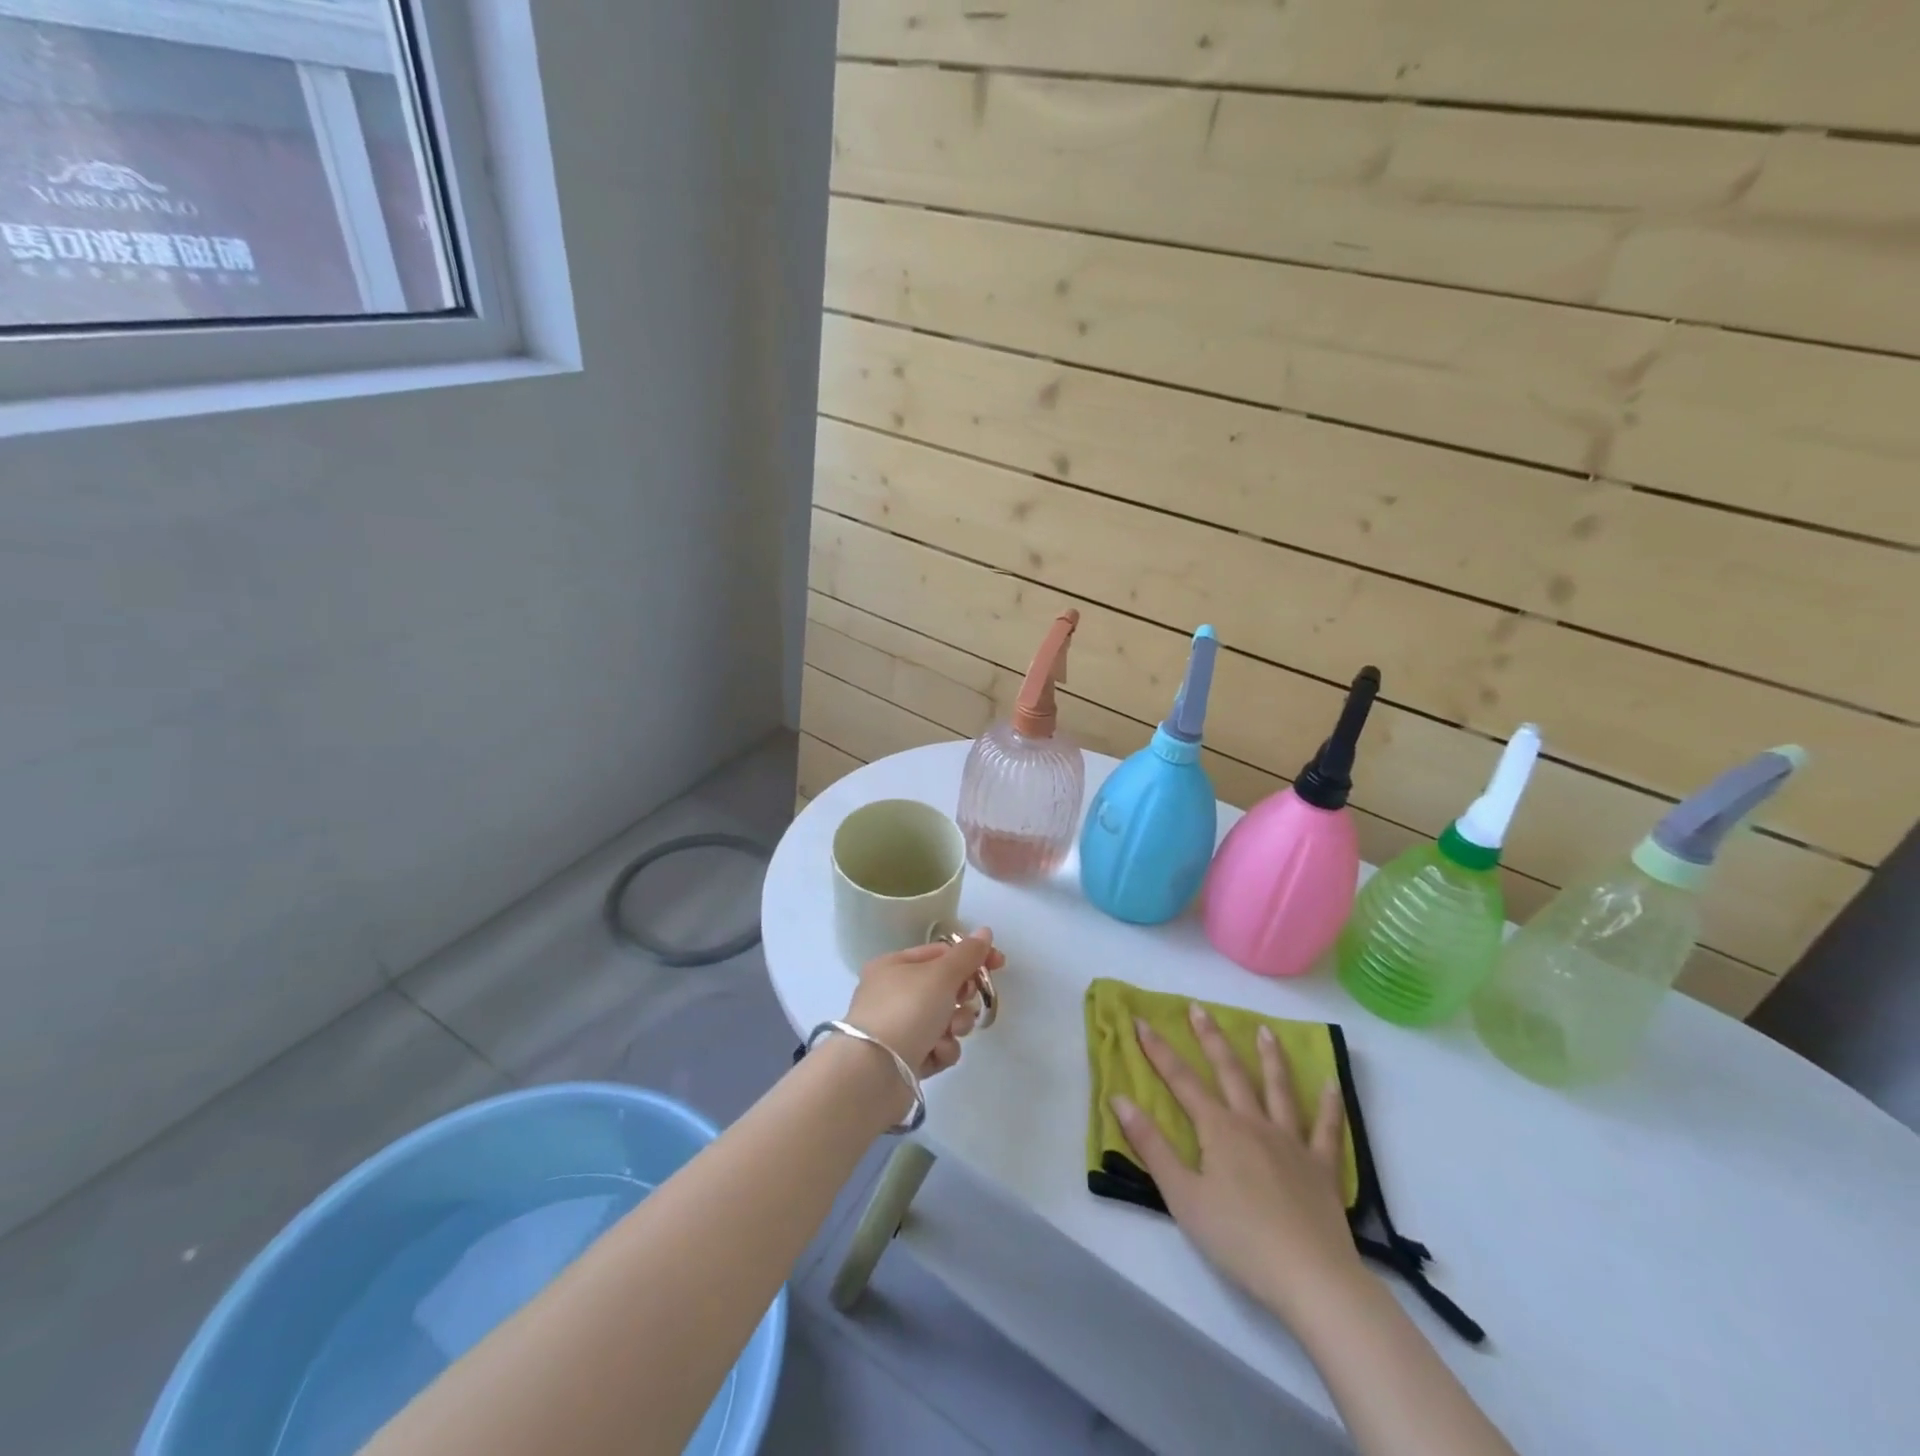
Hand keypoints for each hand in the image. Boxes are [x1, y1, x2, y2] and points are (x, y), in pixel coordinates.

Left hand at [845, 929, 1005, 1078]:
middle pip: (944, 987)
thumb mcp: (940, 975)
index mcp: (894, 965)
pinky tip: (934, 1054)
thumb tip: (985, 931)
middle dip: (962, 998)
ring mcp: (898, 1027)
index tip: (999, 964)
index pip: (940, 953)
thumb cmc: (906, 1011)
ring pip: (945, 1019)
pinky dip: (941, 1050)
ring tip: (948, 1033)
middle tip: (965, 1003)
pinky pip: (937, 1047)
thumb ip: (967, 955)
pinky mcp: (905, 1059)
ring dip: (955, 1026)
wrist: (873, 1074)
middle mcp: (893, 994)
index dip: (971, 957)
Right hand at [1114, 1004, 1362, 1319]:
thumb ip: (1151, 1146)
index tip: (1141, 1020)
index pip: (1181, 1080)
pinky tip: (1331, 1084)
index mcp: (1218, 1129)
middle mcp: (1254, 1123)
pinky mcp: (1322, 1168)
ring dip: (1270, 1057)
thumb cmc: (1238, 1239)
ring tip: (1264, 1031)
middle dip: (1210, 1038)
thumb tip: (1120, 1099)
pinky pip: (1327, 1130)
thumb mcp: (1182, 1196)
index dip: (1158, 1050)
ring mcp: (1292, 1142)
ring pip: (1278, 1089)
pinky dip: (1329, 1106)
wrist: (1311, 1278)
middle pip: (1229, 1072)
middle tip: (1199, 1008)